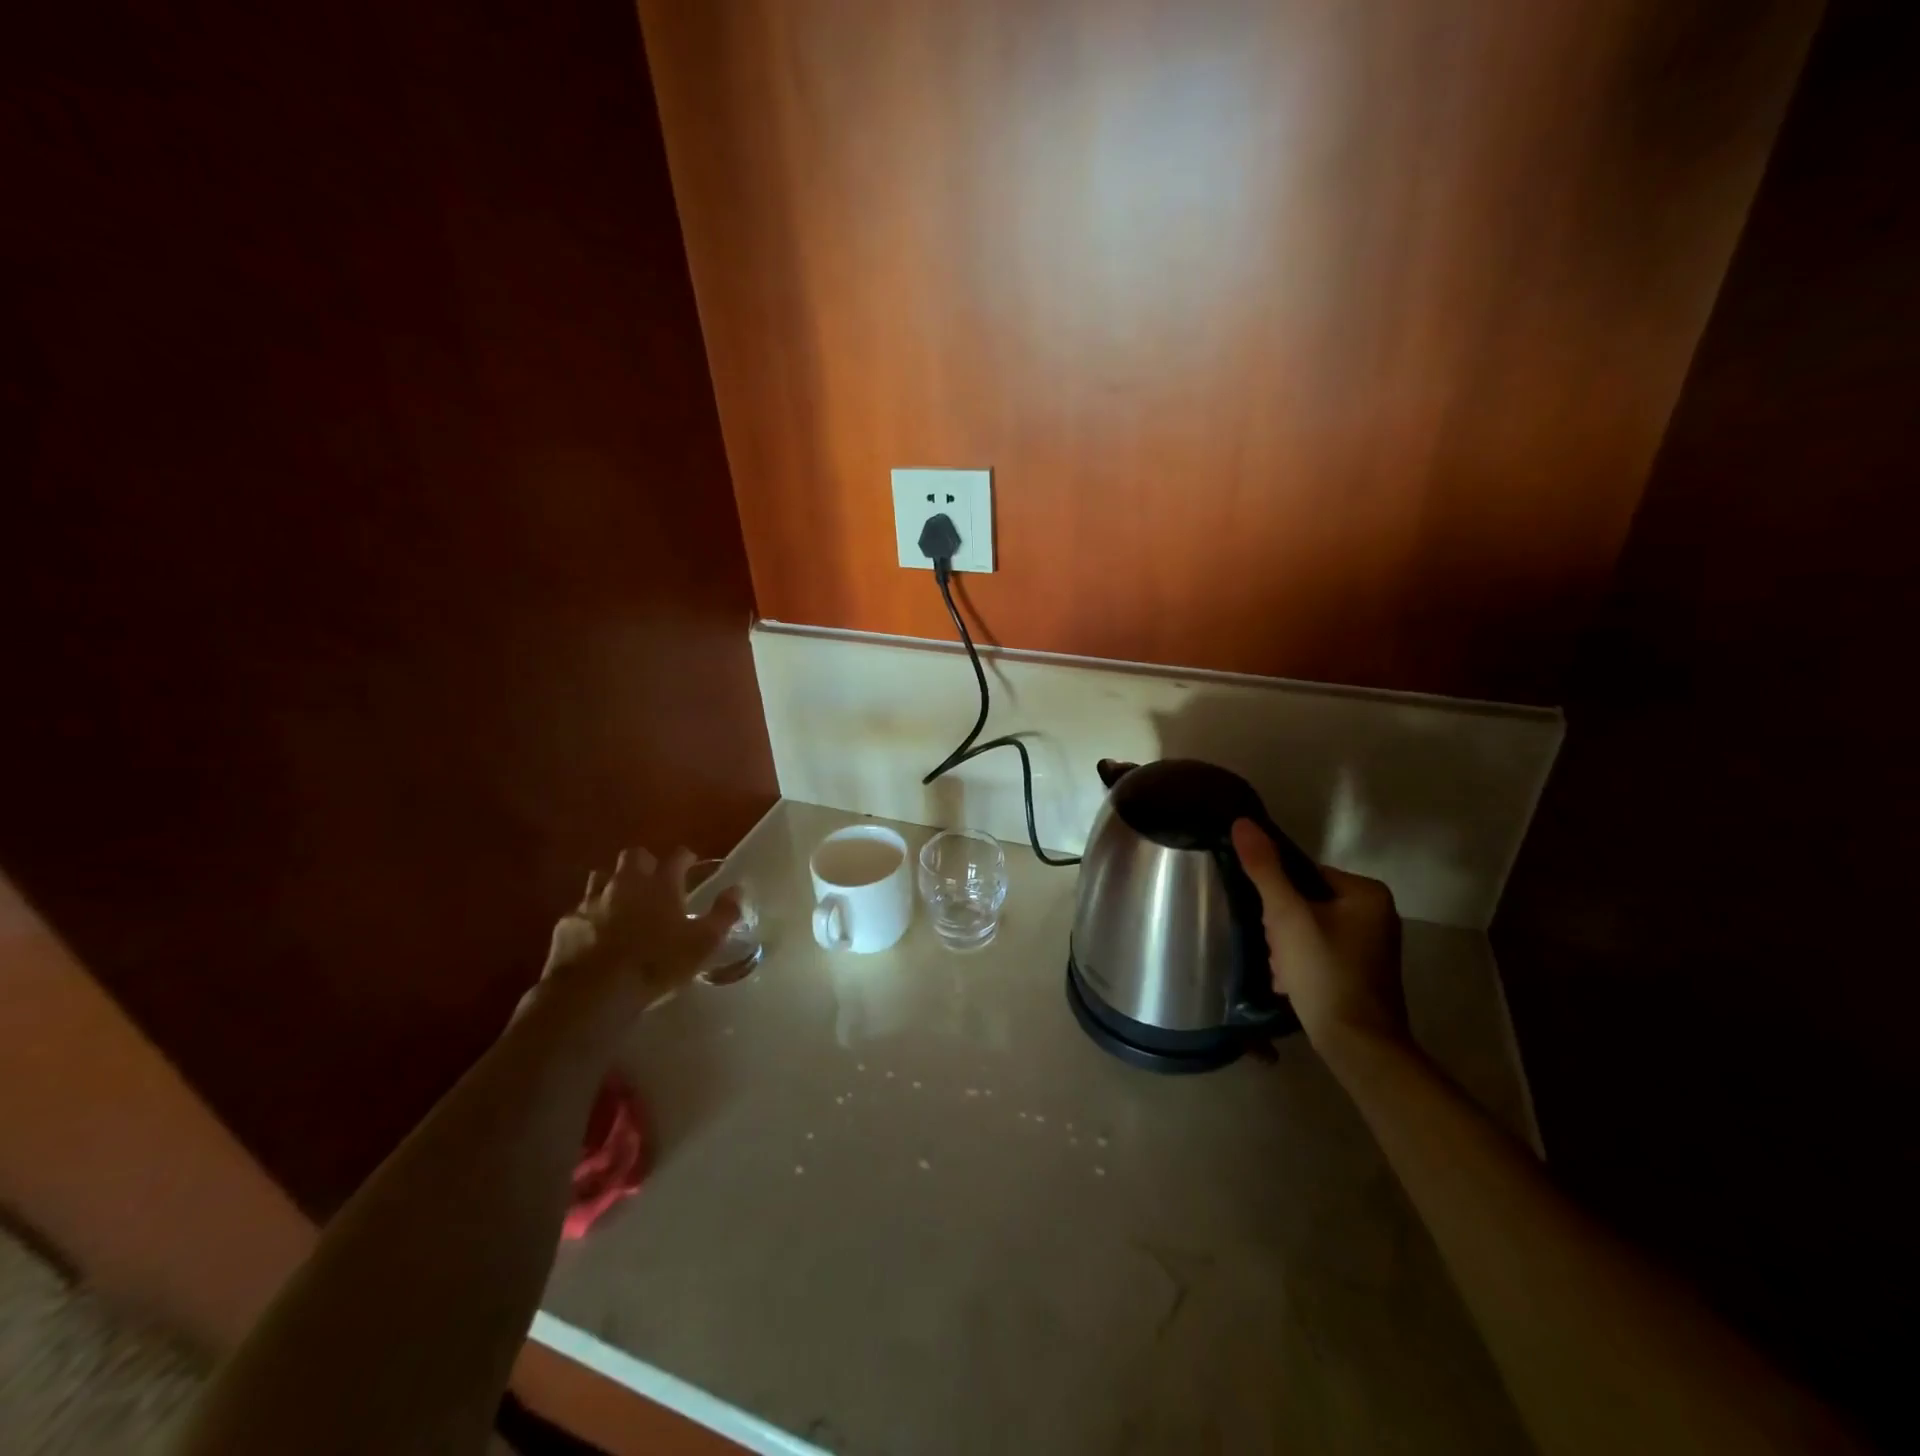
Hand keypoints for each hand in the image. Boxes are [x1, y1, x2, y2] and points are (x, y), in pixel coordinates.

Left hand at [532, 847, 737, 1017]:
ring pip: (602, 877)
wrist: (594, 992)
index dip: (685, 858)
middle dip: (645, 863)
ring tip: (622, 903)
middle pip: (634, 856)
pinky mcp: (567, 922)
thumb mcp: (703, 944)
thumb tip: (736, 890)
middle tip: (653, 881)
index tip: (690, 865)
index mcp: (661, 885)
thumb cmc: (656, 964)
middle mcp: (626, 883)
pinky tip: (595, 933)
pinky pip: (580, 909)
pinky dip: (590, 915)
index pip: (677, 856)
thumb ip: (723, 914)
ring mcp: (593, 900)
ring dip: (613, 884)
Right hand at [1230, 819, 1408, 1057]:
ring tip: (1283, 972)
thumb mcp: (1287, 916)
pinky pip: (1320, 953)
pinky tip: (1290, 985)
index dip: (1277, 896)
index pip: (1304, 874)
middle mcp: (1377, 914)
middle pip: (1305, 902)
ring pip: (1309, 929)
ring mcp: (1372, 947)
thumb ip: (1265, 868)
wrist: (1359, 1046)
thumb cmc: (1325, 972)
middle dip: (1281, 927)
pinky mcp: (1364, 974)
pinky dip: (1301, 965)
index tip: (1271, 924)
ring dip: (1286, 948)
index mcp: (1366, 892)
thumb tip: (1242, 821)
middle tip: (1278, 951)